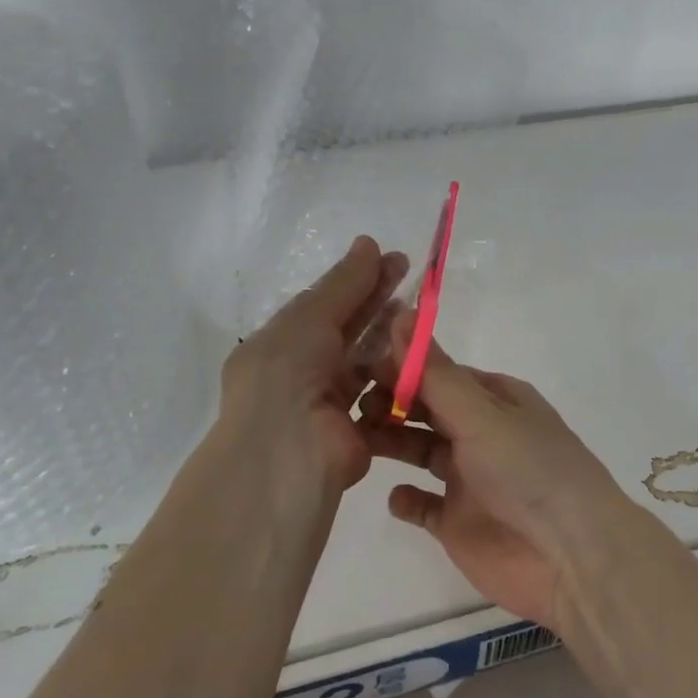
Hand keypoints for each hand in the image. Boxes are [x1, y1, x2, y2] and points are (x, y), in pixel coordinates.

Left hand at [219, 236, 407, 494]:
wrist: (286, 456)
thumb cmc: (288, 374)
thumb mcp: (311, 316)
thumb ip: (343, 283)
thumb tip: (368, 241)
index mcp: (279, 343)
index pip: (323, 303)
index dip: (356, 279)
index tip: (392, 258)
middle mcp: (299, 371)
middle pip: (345, 327)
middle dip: (376, 299)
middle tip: (411, 272)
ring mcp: (325, 404)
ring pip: (362, 361)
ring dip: (388, 336)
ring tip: (418, 310)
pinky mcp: (353, 433)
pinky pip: (377, 396)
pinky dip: (394, 375)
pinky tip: (418, 353)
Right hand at [361, 320, 630, 631]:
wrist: (570, 558)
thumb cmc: (528, 469)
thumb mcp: (481, 414)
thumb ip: (434, 373)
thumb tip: (400, 314)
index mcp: (494, 399)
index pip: (439, 374)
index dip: (401, 368)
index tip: (359, 365)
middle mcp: (481, 433)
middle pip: (426, 409)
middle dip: (391, 403)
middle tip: (351, 404)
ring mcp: (468, 479)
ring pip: (420, 450)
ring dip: (391, 442)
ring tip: (357, 440)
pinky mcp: (458, 522)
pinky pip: (423, 505)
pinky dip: (406, 499)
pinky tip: (395, 496)